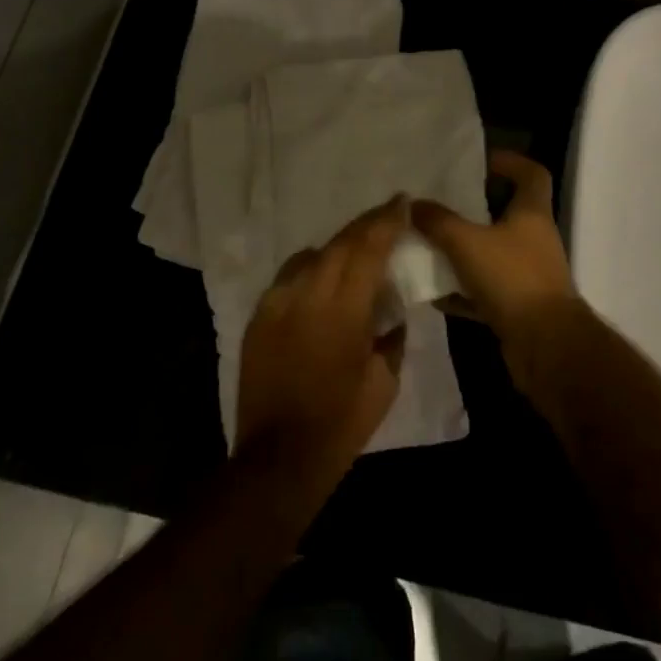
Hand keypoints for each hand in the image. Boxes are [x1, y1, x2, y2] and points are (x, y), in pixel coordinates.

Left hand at [235, 198, 408, 496]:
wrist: (277, 459)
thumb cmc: (341, 424)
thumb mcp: (383, 382)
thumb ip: (391, 336)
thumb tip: (391, 310)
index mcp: (343, 310)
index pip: (368, 249)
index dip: (387, 221)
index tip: (402, 201)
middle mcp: (307, 294)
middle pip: (340, 243)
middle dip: (366, 225)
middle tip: (387, 215)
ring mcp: (277, 303)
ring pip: (311, 256)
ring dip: (337, 247)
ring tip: (355, 249)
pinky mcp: (259, 316)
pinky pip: (288, 277)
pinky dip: (310, 269)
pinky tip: (321, 281)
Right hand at [412, 151, 583, 390]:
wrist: (546, 347)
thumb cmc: (512, 279)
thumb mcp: (467, 243)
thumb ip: (438, 221)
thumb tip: (411, 204)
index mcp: (532, 214)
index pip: (532, 174)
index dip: (510, 162)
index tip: (482, 162)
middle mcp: (534, 240)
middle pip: (507, 214)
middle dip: (474, 210)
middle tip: (441, 205)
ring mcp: (528, 275)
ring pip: (493, 254)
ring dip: (464, 253)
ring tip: (430, 247)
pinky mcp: (519, 307)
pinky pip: (486, 291)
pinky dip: (463, 291)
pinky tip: (434, 294)